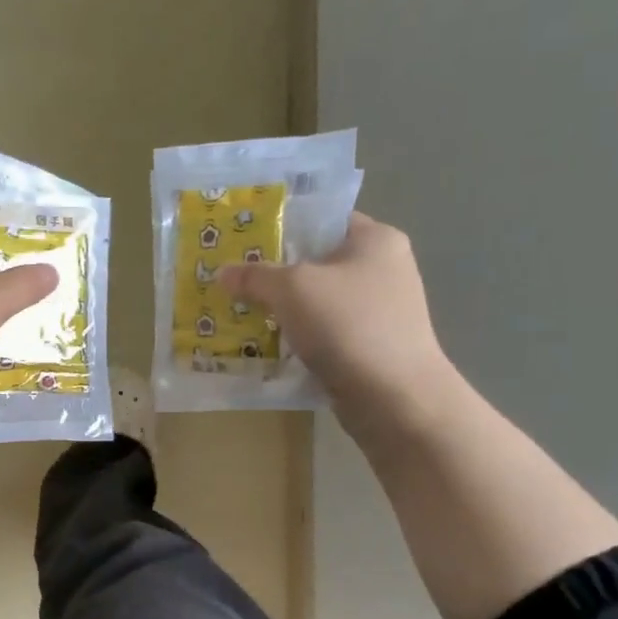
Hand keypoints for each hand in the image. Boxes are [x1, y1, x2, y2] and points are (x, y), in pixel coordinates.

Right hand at [219, 213, 455, 433]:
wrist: (394, 398)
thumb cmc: (348, 325)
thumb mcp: (291, 289)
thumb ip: (255, 276)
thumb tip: (223, 272)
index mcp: (375, 240)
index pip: (323, 220)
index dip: (283, 226)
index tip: (245, 241)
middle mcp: (384, 269)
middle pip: (317, 262)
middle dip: (275, 273)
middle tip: (234, 279)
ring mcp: (380, 311)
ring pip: (318, 301)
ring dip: (283, 310)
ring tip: (242, 313)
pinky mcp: (371, 346)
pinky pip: (324, 333)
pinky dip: (299, 337)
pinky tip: (268, 345)